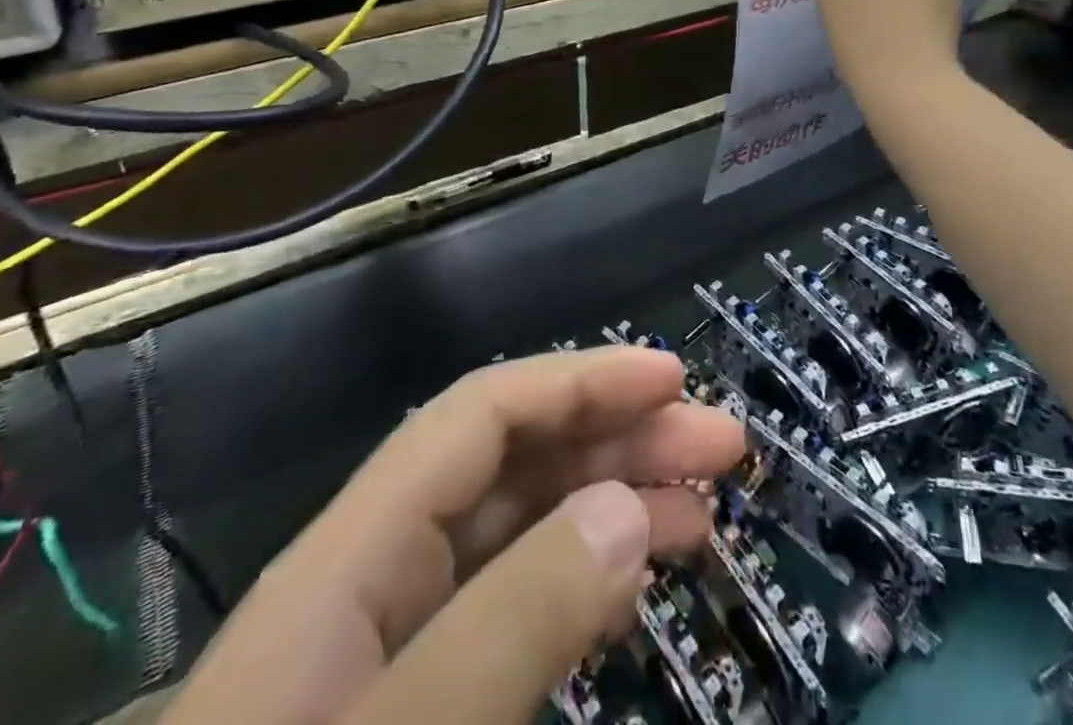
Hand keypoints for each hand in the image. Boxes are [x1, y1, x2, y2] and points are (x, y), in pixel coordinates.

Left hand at [164, 347, 745, 724]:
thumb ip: (508, 626)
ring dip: (613, 500)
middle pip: (514, 462)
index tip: (672, 380)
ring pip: (522, 526)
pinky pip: (516, 602)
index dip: (579, 379)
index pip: (481, 415)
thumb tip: (625, 509)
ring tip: (702, 514)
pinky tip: (629, 584)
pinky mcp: (418, 702)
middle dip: (619, 437)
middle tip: (720, 451)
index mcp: (351, 558)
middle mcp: (375, 577)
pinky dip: (583, 576)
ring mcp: (395, 646)